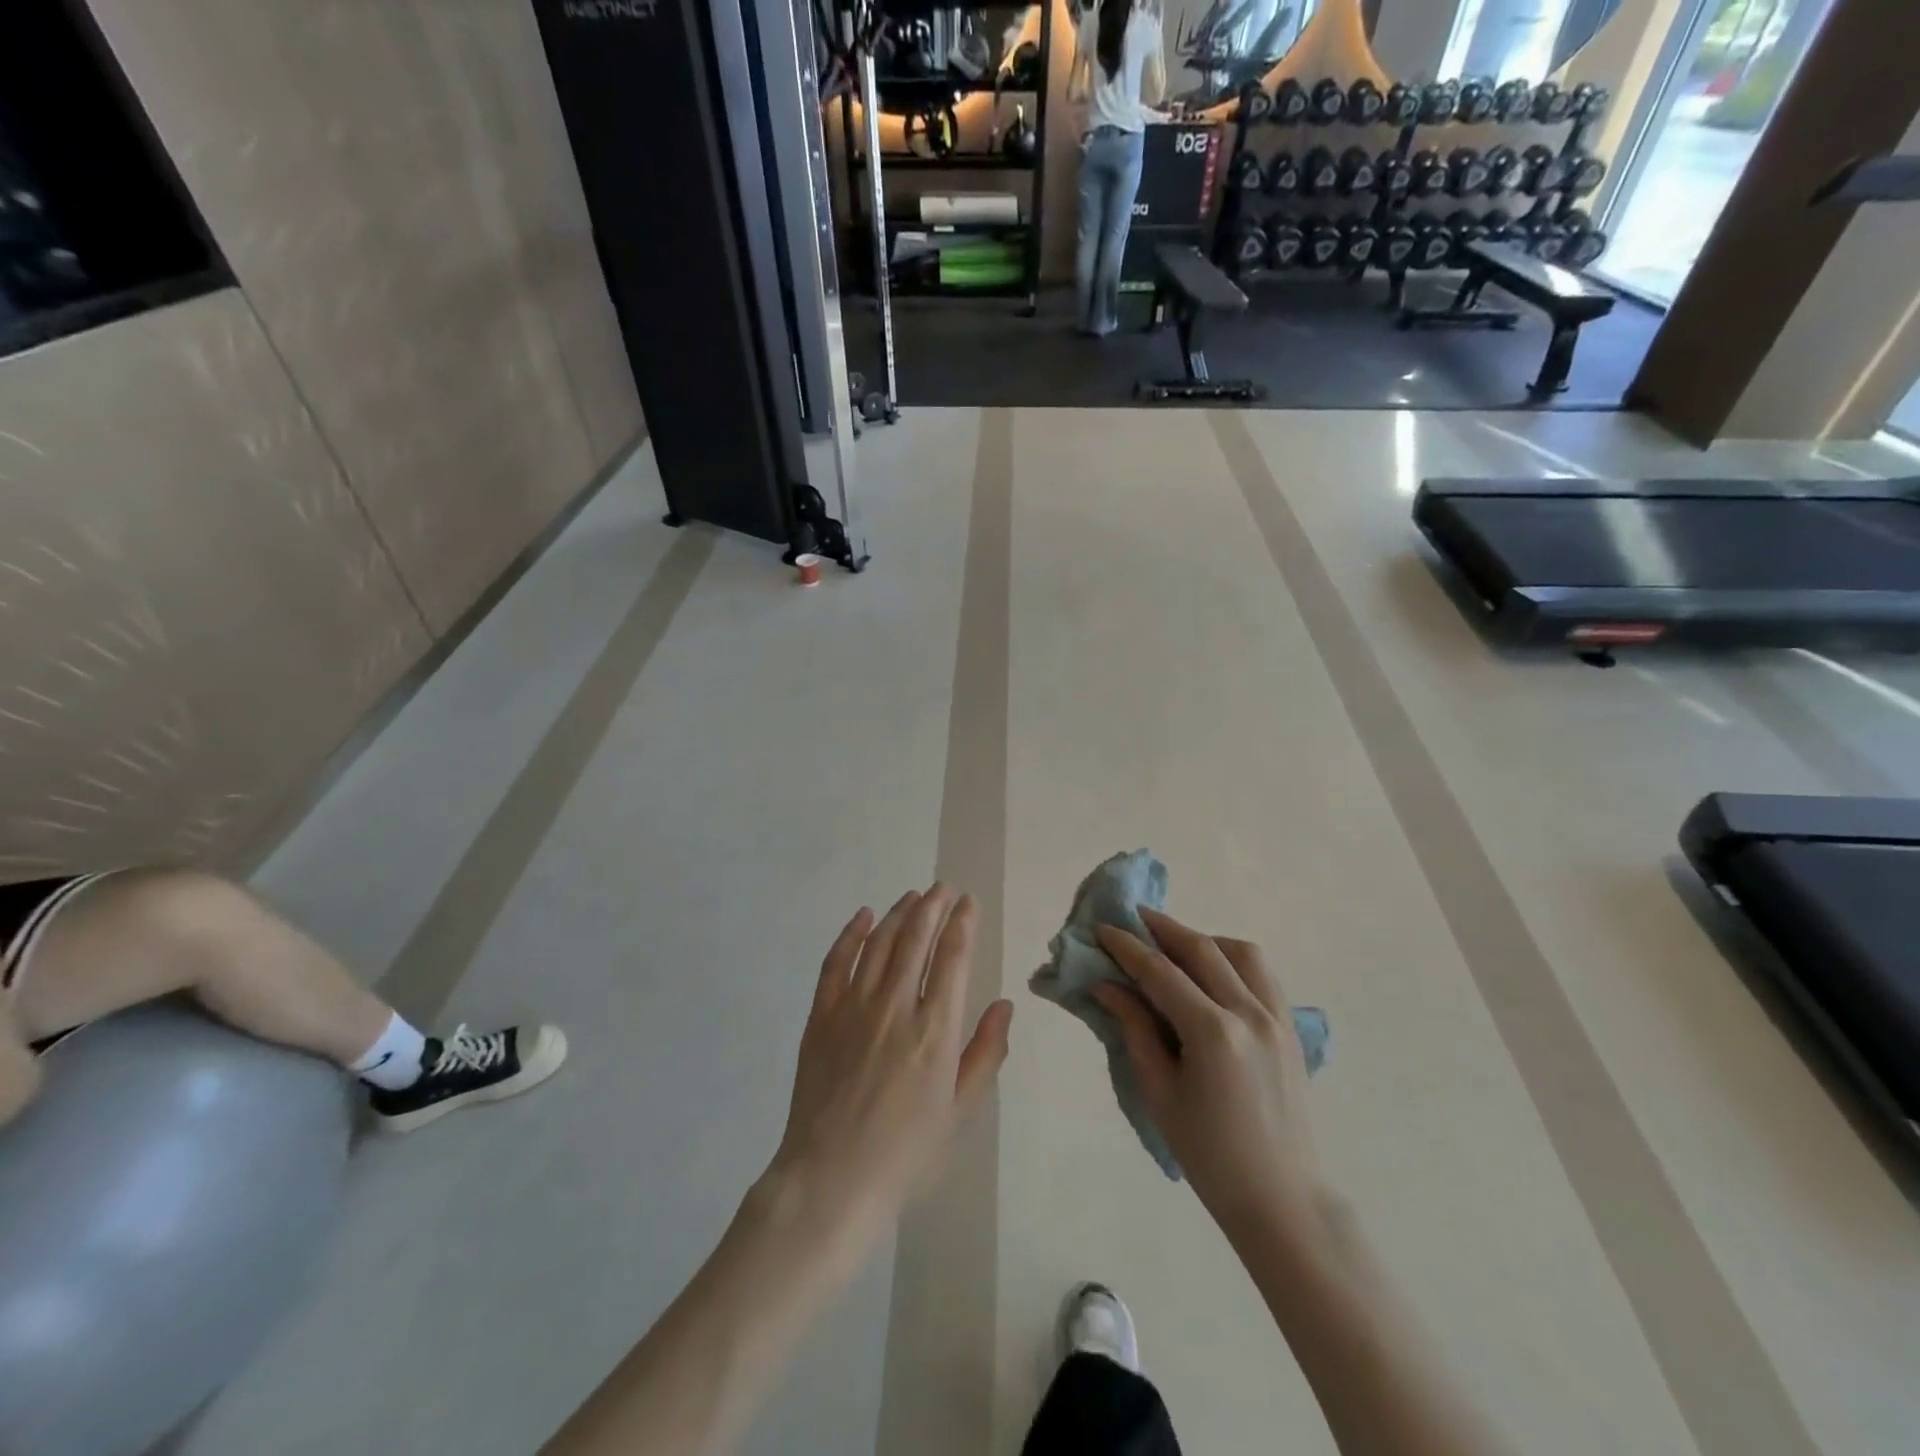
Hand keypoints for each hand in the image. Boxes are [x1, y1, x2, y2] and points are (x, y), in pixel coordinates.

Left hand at [767, 885, 1012, 1238]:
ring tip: (913, 896)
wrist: (831, 1181)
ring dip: (898, 913)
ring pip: (879, 942)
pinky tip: (863, 916)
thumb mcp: (961, 1112)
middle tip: (943, 888)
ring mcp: (853, 1007)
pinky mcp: (820, 1016)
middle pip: (916, 938)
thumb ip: (986, 1053)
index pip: (953, 957)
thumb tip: (1004, 1004)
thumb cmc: (906, 1153)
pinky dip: (850, 933)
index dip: (963, 923)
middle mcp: (895, 1007)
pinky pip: (836, 961)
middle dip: (933, 906)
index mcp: (935, 1030)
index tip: (969, 903)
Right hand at [1094, 908, 1323, 1237]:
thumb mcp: (1160, 1093)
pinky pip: (1263, 974)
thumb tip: (1108, 986)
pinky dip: (1233, 959)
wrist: (1282, 1199)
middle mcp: (1249, 1012)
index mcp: (1212, 1032)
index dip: (1127, 946)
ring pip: (1240, 951)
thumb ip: (1135, 1030)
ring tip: (1174, 947)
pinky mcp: (1292, 1028)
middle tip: (1132, 919)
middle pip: (1201, 948)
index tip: (1103, 929)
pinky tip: (1212, 973)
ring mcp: (1277, 1017)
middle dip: (1162, 928)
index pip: (1160, 971)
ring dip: (1203, 939)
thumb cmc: (1210, 1155)